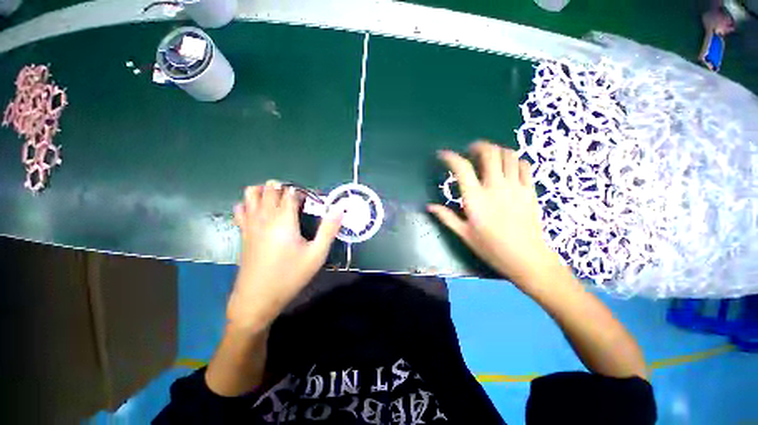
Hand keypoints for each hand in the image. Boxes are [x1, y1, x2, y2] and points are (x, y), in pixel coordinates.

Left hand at [226, 180, 342, 329]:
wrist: (257, 298)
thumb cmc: (290, 276)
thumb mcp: (317, 254)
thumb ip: (329, 229)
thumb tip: (340, 208)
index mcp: (283, 219)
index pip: (291, 193)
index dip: (304, 193)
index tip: (313, 202)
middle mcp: (264, 216)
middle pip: (271, 188)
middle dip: (286, 189)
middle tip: (299, 202)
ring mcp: (250, 223)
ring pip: (252, 193)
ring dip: (266, 191)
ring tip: (280, 202)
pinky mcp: (243, 232)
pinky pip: (241, 208)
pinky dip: (250, 203)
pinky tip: (262, 213)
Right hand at [428, 141, 563, 286]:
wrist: (526, 258)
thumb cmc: (490, 247)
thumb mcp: (464, 233)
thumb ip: (446, 216)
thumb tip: (429, 206)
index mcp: (475, 198)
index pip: (461, 168)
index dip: (450, 157)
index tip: (443, 154)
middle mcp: (495, 186)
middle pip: (489, 153)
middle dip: (478, 146)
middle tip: (470, 150)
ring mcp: (515, 186)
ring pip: (508, 155)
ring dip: (496, 150)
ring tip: (489, 156)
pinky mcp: (529, 190)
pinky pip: (524, 165)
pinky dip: (514, 160)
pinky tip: (508, 166)